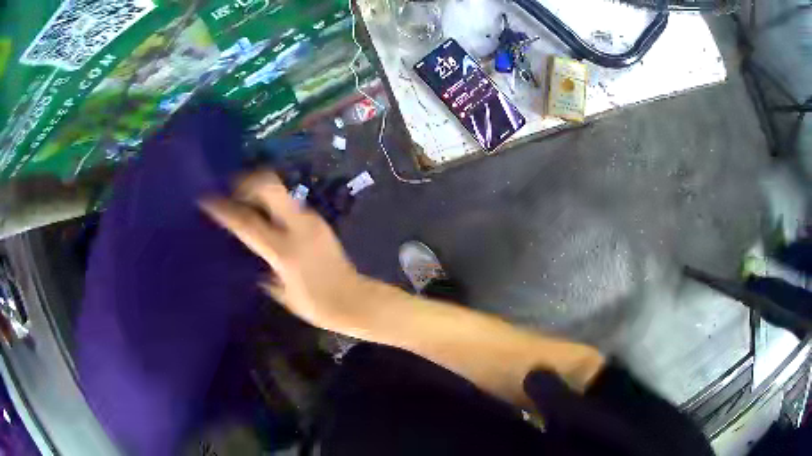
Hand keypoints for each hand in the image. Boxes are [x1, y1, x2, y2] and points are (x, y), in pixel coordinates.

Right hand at [200, 170, 371, 332]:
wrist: (356, 300)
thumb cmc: (317, 306)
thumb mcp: (282, 293)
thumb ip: (263, 270)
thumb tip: (249, 260)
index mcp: (284, 251)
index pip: (247, 222)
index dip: (223, 208)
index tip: (205, 198)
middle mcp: (298, 227)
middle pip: (269, 185)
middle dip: (246, 181)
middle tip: (230, 191)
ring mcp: (311, 220)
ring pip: (279, 191)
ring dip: (259, 191)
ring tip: (244, 203)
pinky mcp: (319, 220)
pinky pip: (289, 204)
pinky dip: (272, 205)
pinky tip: (266, 219)